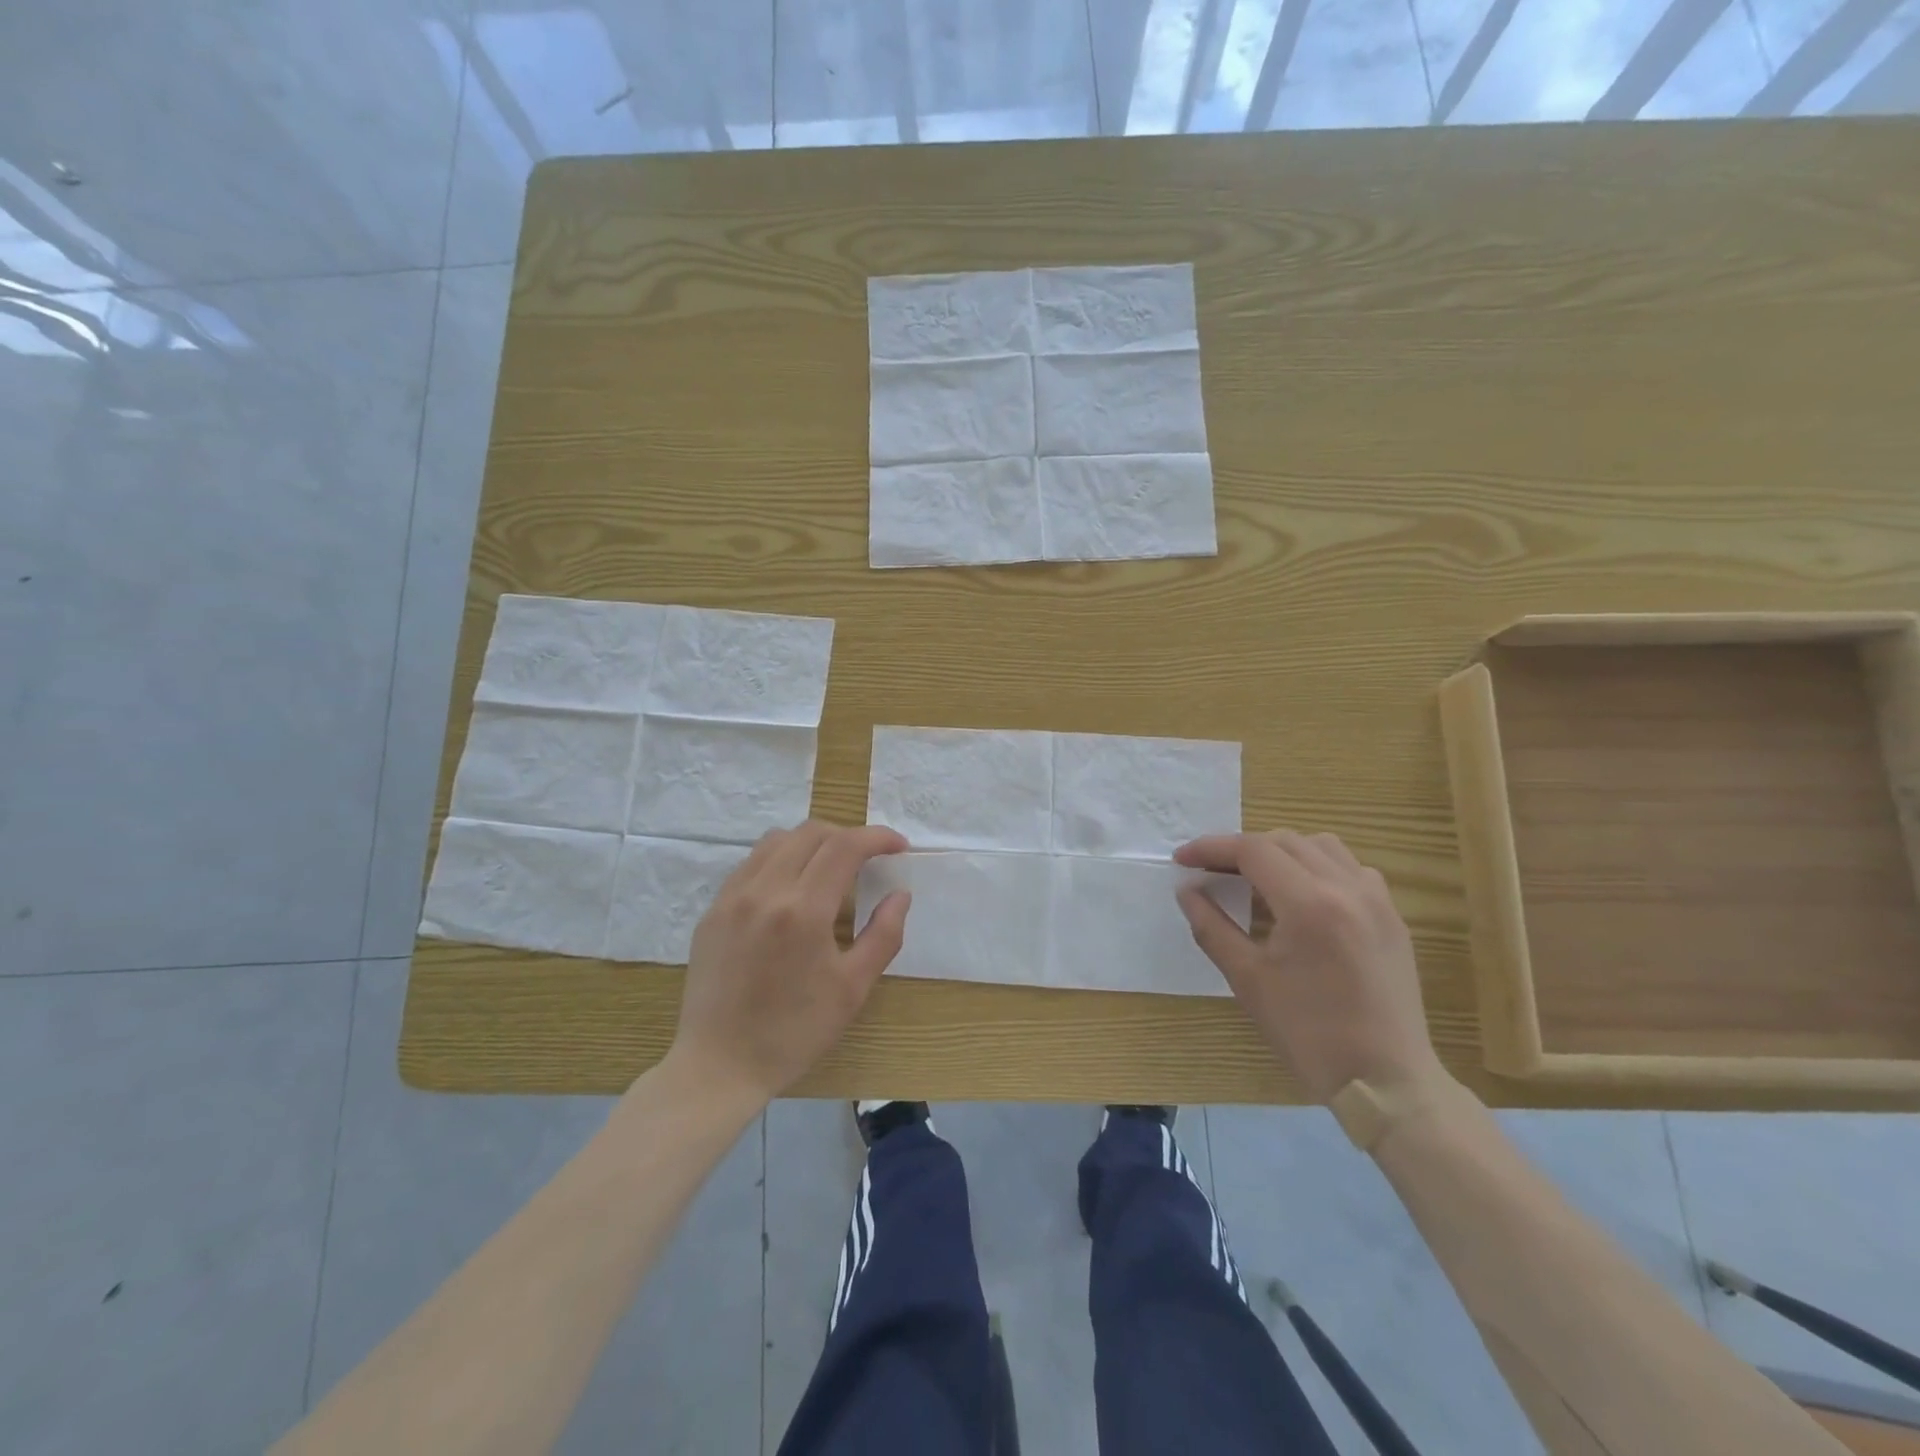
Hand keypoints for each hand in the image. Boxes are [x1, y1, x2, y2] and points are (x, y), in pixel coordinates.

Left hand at [667, 821, 910, 1106]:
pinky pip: (751, 864)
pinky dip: (780, 859)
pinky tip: (791, 889)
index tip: (899, 845)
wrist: (719, 1066)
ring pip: (776, 840)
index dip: (877, 837)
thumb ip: (883, 934)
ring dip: (811, 842)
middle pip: (810, 832)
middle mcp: (764, 891)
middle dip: (847, 835)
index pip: (845, 847)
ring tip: (830, 867)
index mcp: (803, 910)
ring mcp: (732, 898)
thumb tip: (900, 894)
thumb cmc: (794, 1032)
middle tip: (868, 858)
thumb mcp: (852, 989)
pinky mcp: (712, 911)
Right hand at [1174, 830, 1442, 1103]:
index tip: (1182, 859)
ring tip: (1256, 879)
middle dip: (1242, 849)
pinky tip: (1303, 897)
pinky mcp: (1392, 917)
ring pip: (1321, 847)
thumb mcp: (1248, 980)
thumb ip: (1212, 927)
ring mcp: (1377, 900)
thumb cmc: (1309, 1034)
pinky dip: (1318, 867)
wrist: (1386, 1081)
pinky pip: (1351, 869)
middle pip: (1285, 841)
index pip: (1252, 851)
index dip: (1211, 848)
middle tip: (1211, 872)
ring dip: (1282, 852)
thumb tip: (1187, 891)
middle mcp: (1347, 888)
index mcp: (1309, 904)